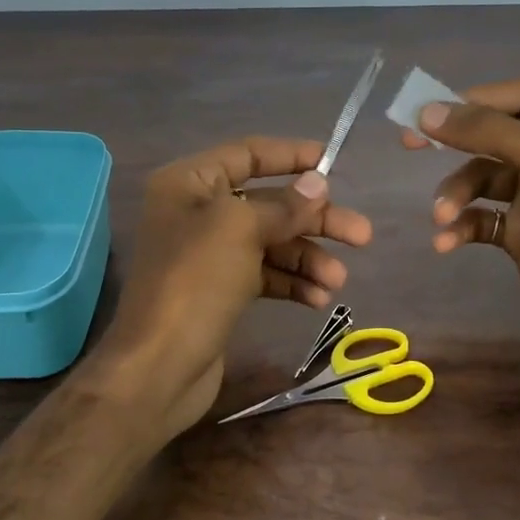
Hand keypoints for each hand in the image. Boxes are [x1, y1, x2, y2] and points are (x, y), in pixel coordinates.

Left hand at [91, 137, 372, 437]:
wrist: (159, 366)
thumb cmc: (195, 282)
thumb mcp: (240, 229)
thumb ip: (283, 205)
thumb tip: (317, 183)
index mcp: (190, 183)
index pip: (247, 154)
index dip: (291, 155)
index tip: (333, 162)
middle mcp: (197, 213)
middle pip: (268, 203)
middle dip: (314, 220)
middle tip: (361, 235)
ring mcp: (209, 255)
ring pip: (271, 243)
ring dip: (307, 258)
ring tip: (337, 281)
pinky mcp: (220, 291)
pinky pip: (264, 275)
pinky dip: (291, 283)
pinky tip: (317, 299)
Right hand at [401, 76, 519, 354]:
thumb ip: (488, 130)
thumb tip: (427, 112)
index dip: (482, 98)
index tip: (437, 110)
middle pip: (497, 133)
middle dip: (456, 142)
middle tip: (410, 142)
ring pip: (483, 177)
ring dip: (456, 193)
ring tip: (442, 214)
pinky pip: (481, 216)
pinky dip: (461, 224)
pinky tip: (446, 240)